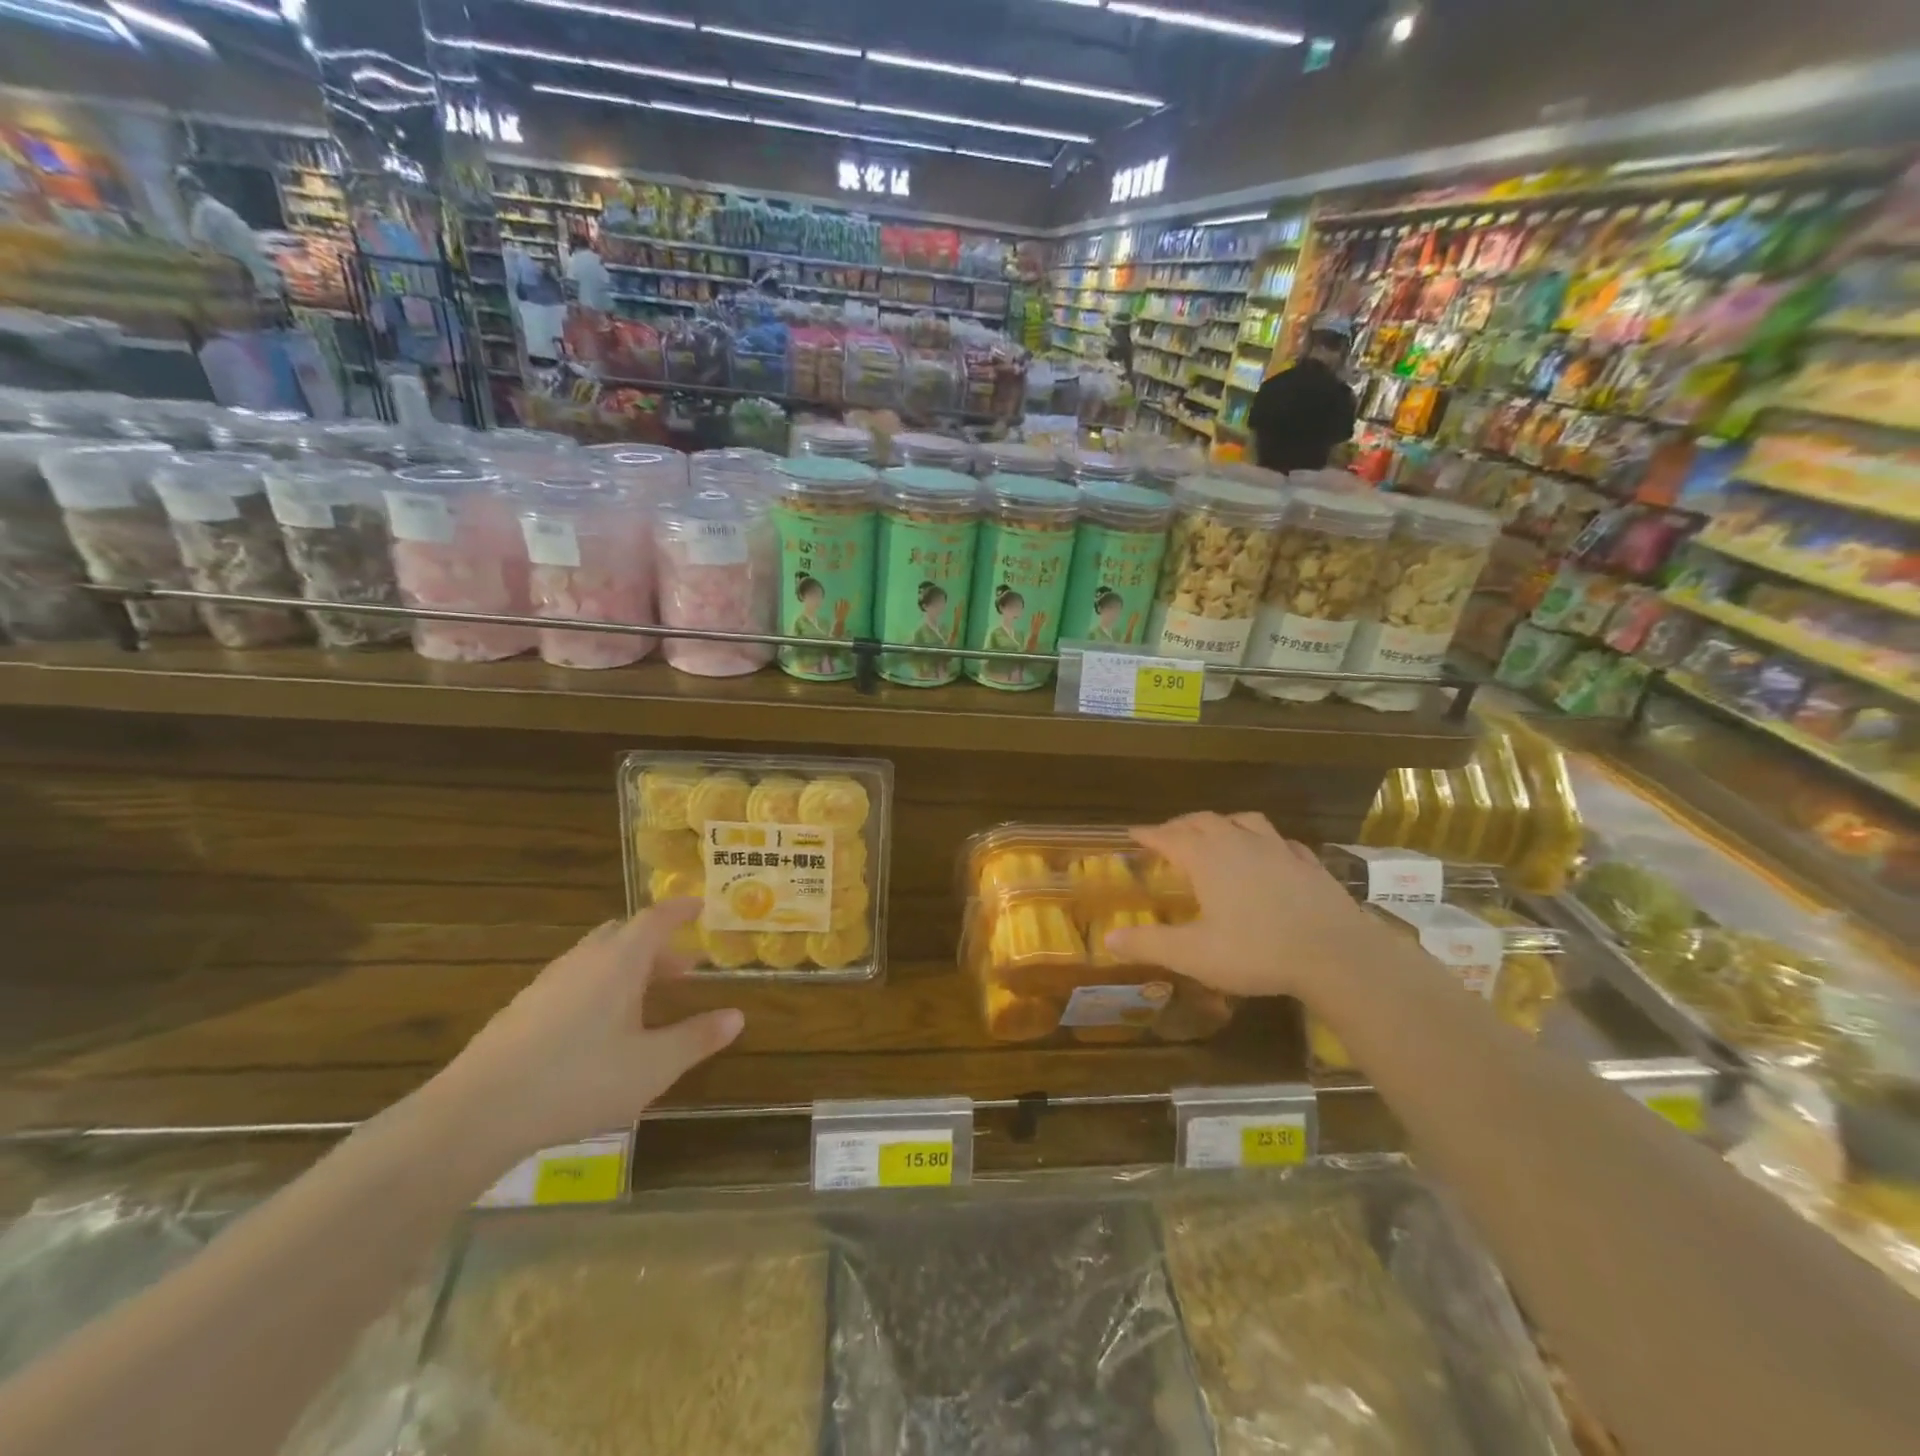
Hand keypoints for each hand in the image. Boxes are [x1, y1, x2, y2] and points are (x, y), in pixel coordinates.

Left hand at [429, 901, 742, 1163]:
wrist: (476, 1114)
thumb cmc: (578, 1080)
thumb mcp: (652, 1066)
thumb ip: (697, 1038)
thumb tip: (738, 1015)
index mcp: (619, 961)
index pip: (656, 918)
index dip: (680, 909)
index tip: (700, 905)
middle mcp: (584, 960)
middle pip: (624, 935)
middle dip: (657, 945)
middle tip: (682, 967)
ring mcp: (548, 983)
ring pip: (596, 959)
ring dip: (627, 968)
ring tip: (645, 1000)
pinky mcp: (522, 1009)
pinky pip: (573, 982)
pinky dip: (599, 988)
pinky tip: (599, 1029)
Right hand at [1103, 813, 1390, 1000]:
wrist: (1336, 955)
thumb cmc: (1257, 952)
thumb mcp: (1194, 955)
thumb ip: (1149, 944)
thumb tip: (1108, 938)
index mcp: (1207, 858)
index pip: (1168, 836)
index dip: (1148, 834)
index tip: (1132, 834)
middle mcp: (1239, 843)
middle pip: (1203, 821)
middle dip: (1180, 825)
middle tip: (1168, 835)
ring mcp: (1278, 849)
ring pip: (1244, 821)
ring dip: (1223, 823)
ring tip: (1216, 833)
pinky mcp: (1308, 863)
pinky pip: (1280, 841)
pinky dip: (1265, 842)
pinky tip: (1269, 854)